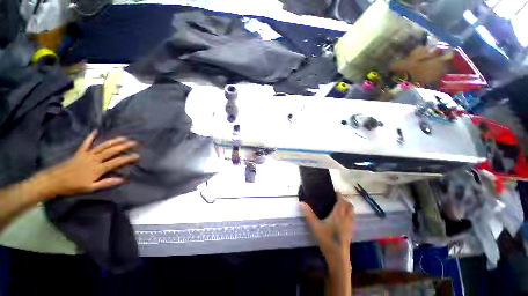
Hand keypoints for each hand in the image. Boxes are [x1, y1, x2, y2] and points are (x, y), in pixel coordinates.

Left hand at [34, 131, 139, 198]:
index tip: (138, 155)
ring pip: (103, 146)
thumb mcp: (91, 188)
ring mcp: (87, 154)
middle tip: (134, 142)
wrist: (54, 181)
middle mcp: (95, 159)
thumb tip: (123, 179)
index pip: (117, 162)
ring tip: (123, 137)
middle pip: (111, 151)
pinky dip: (90, 137)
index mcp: (98, 168)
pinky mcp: (79, 153)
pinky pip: (86, 143)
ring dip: (113, 141)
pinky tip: (95, 131)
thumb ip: (107, 183)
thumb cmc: (73, 186)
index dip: (128, 158)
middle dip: (124, 146)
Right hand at [301, 193, 353, 268]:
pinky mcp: (351, 230)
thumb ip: (309, 214)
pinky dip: (349, 212)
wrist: (338, 257)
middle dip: (344, 199)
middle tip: (336, 198)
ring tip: (338, 205)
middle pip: (349, 205)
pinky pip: (352, 217)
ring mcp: (350, 224)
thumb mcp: (315, 226)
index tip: (334, 192)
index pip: (342, 201)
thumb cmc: (327, 240)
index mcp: (338, 215)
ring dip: (347, 206)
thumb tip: (301, 203)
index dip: (339, 195)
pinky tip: (341, 216)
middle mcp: (346, 218)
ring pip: (352, 211)